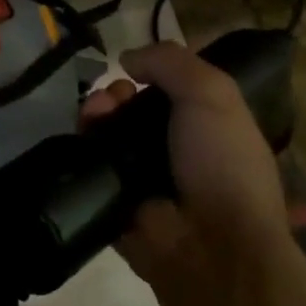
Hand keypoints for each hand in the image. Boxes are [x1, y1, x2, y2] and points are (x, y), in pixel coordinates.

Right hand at [80, 42, 292, 305]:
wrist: (211, 246)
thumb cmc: (222, 163)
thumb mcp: (213, 95)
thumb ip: (171, 62)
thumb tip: (127, 59)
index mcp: (209, 128)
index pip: (172, 93)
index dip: (152, 76)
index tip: (136, 72)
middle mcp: (176, 152)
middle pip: (134, 111)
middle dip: (118, 94)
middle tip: (111, 97)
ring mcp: (144, 179)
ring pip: (109, 136)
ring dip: (98, 115)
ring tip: (93, 113)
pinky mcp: (115, 203)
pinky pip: (91, 169)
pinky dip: (83, 150)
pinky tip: (83, 136)